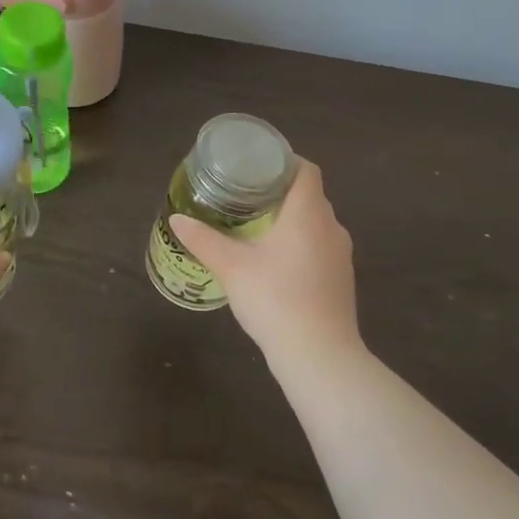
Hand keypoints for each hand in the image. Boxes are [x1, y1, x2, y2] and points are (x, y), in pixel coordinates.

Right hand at [169, 159, 360, 372]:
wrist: (320, 357)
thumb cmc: (276, 299)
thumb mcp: (231, 267)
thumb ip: (204, 240)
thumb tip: (177, 218)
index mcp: (308, 213)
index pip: (306, 170)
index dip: (284, 161)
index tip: (257, 165)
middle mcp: (331, 227)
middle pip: (310, 195)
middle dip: (280, 190)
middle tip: (246, 193)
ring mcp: (341, 255)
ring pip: (316, 223)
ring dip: (291, 219)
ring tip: (257, 224)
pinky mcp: (342, 280)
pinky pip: (321, 246)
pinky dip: (301, 242)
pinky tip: (276, 260)